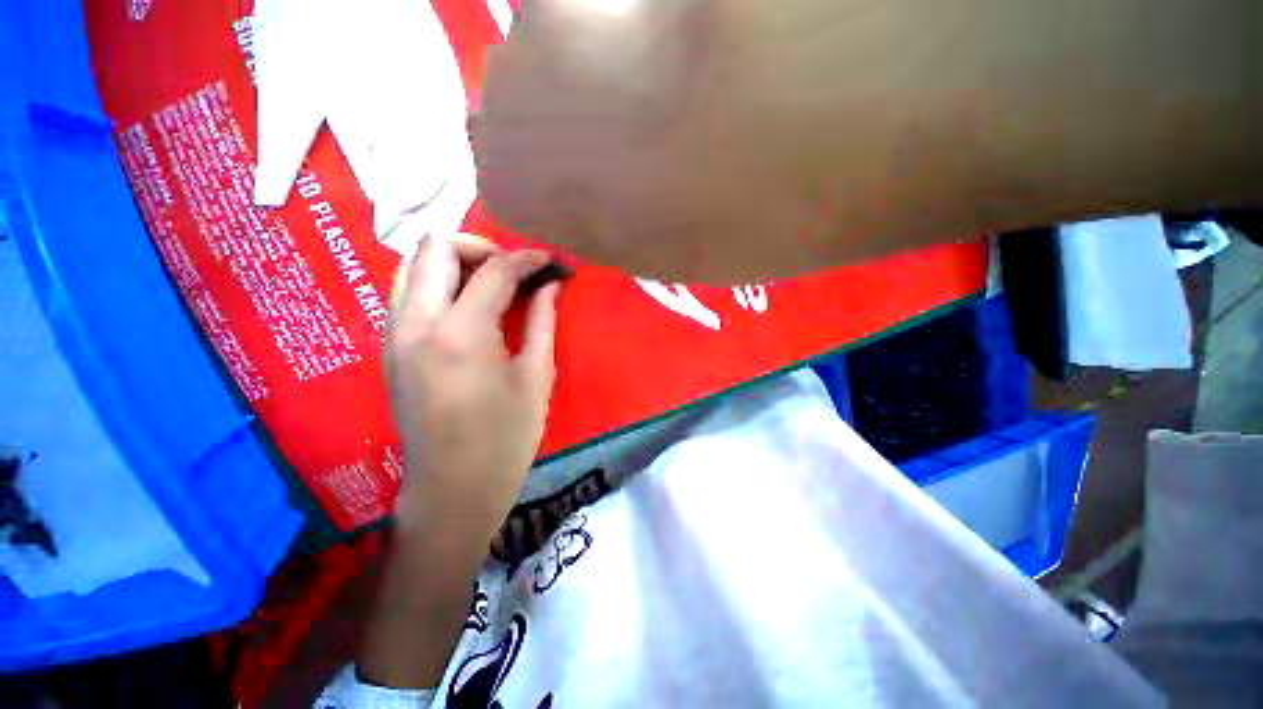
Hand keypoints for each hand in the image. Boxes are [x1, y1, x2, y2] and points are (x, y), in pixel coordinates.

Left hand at [385, 233, 559, 537]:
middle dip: (481, 247)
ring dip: (454, 262)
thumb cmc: (506, 438)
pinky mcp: (390, 349)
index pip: (494, 270)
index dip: (527, 259)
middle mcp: (416, 323)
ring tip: (491, 284)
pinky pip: (407, 293)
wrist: (453, 488)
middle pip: (435, 247)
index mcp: (461, 333)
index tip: (550, 261)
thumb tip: (550, 285)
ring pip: (412, 265)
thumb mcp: (537, 376)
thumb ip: (543, 320)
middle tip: (514, 270)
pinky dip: (438, 284)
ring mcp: (394, 335)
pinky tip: (468, 307)